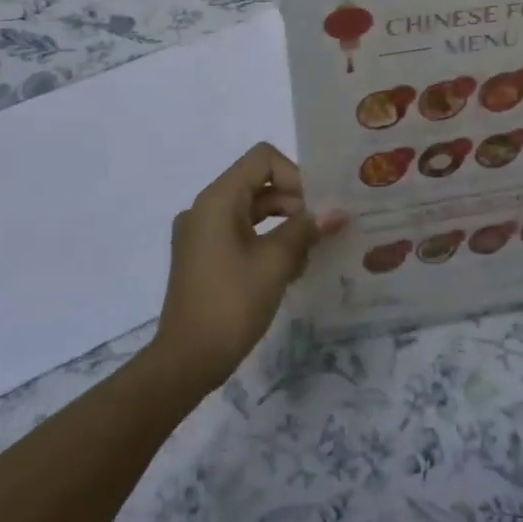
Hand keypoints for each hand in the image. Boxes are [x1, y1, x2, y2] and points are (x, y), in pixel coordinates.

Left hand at [149, 143, 344, 391]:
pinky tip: (290, 266)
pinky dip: (266, 239)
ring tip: (311, 250)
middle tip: (323, 227)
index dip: (295, 174)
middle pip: (258, 183)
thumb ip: (305, 230)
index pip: (263, 159)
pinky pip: (239, 232)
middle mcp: (205, 208)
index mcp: (217, 199)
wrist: (185, 362)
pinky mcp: (203, 256)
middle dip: (294, 201)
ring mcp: (201, 233)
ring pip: (251, 209)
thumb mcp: (275, 263)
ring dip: (283, 222)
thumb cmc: (231, 303)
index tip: (317, 205)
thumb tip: (336, 213)